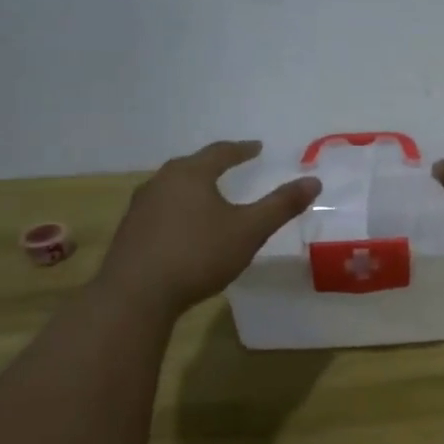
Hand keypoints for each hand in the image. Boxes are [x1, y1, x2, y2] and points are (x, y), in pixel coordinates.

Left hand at [97, 141, 319, 311]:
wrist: (135, 295)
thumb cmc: (198, 254)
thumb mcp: (249, 230)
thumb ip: (281, 205)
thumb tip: (314, 180)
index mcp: (190, 174)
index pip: (221, 152)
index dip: (242, 150)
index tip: (257, 148)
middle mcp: (161, 182)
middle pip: (192, 166)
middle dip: (214, 165)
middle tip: (232, 165)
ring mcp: (140, 207)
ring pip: (172, 187)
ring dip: (193, 187)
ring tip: (209, 195)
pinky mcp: (129, 232)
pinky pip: (160, 209)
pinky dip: (178, 209)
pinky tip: (185, 226)